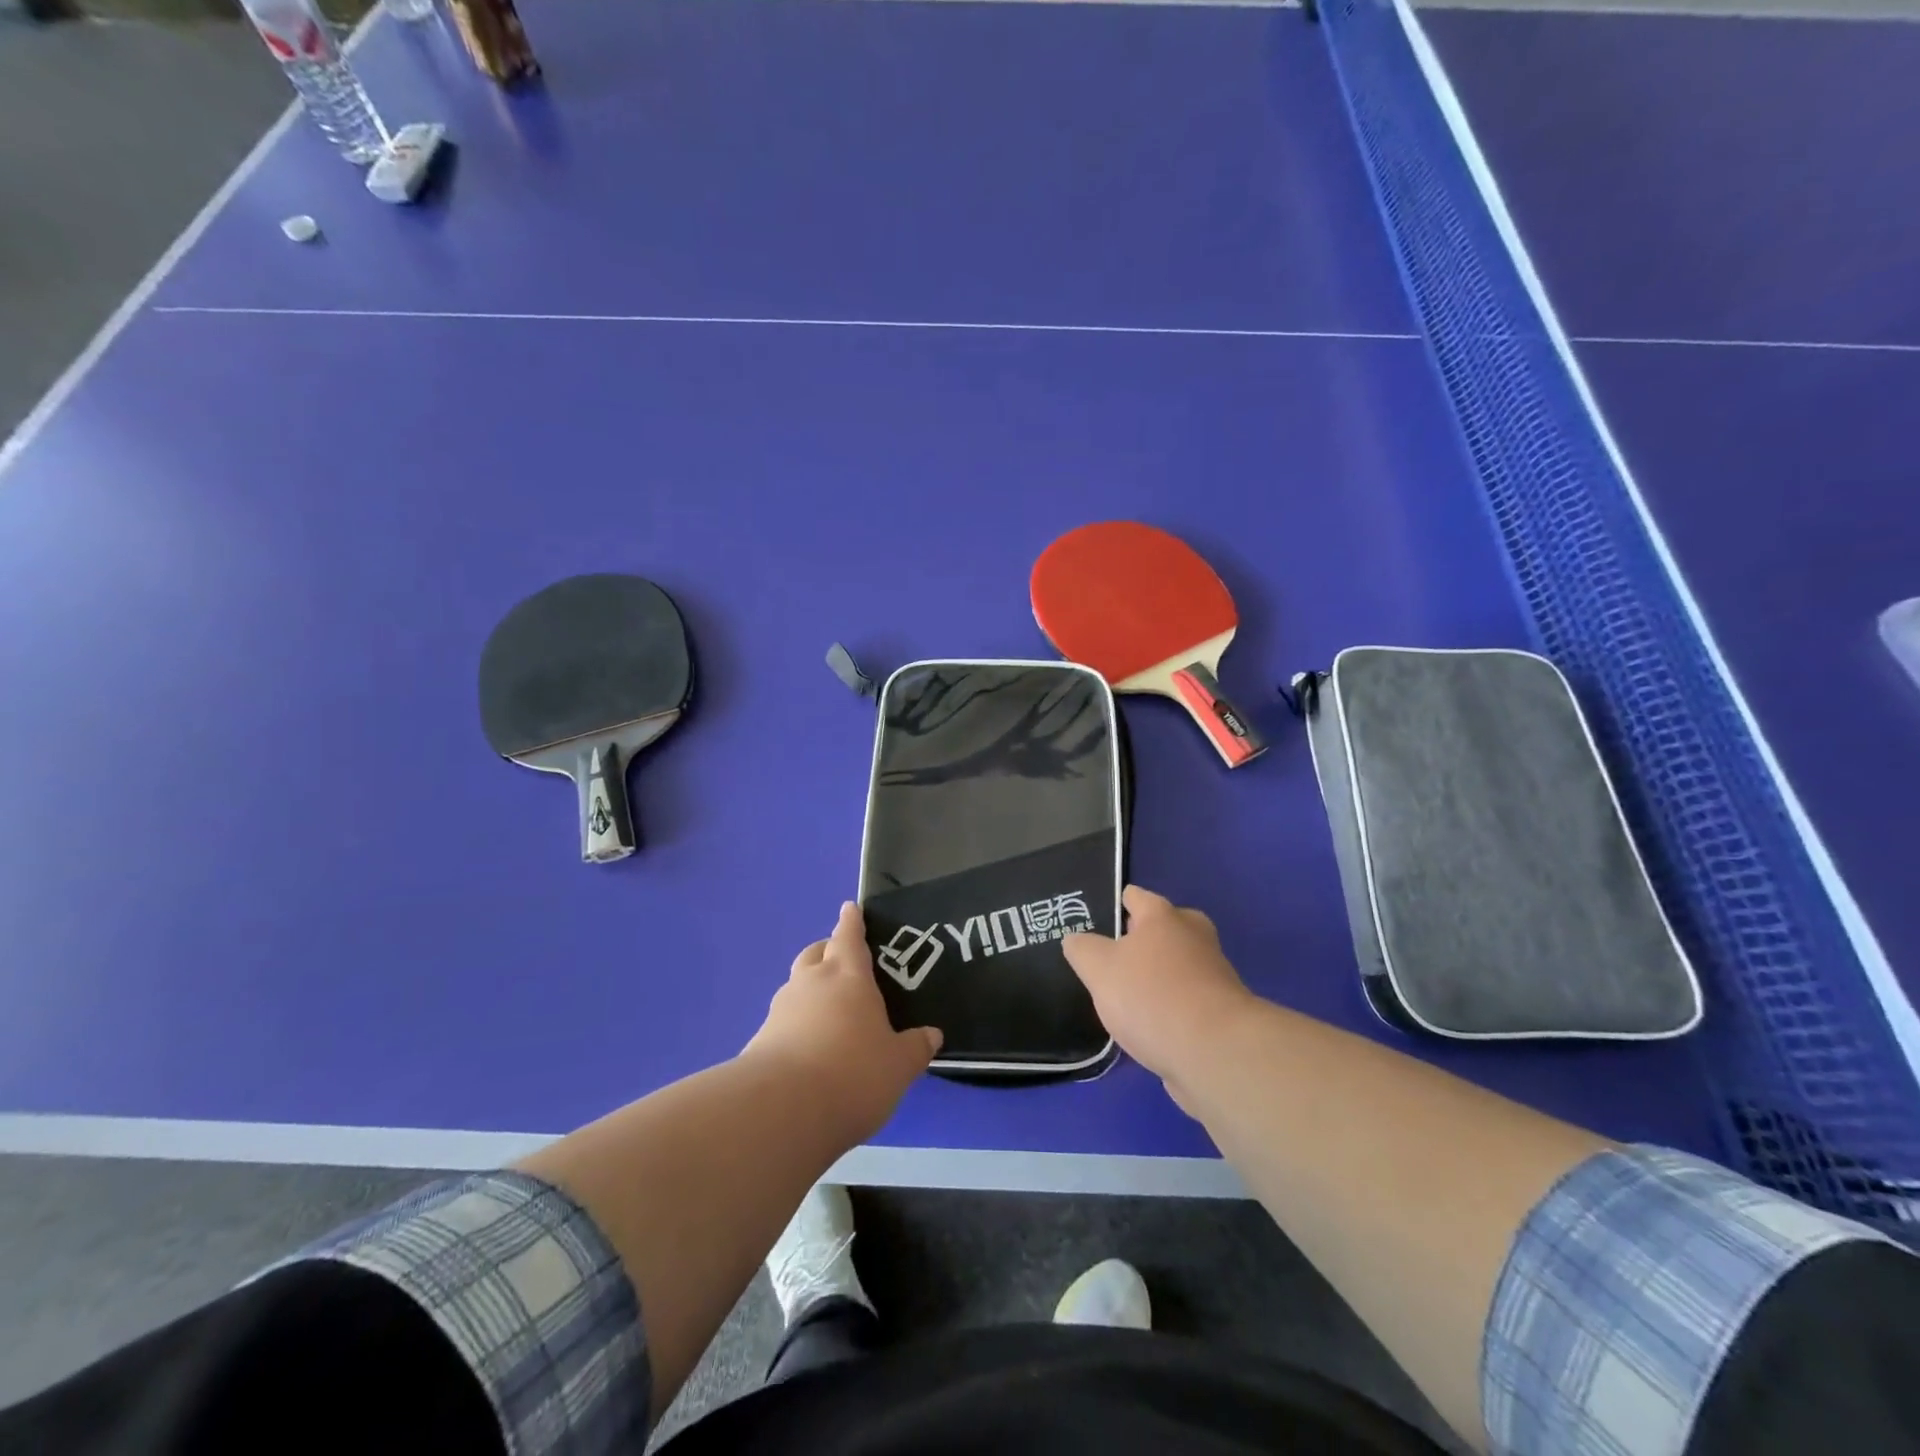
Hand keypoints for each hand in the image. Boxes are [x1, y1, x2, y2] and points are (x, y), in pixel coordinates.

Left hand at [743, 902, 942, 1143]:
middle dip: (828, 950)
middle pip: (816, 953)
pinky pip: (783, 1020)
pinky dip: (796, 1024)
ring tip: (827, 1010)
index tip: (849, 907)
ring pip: (796, 985)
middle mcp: (811, 983)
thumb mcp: (898, 1065)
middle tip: (842, 959)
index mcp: (848, 976)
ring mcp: (781, 1010)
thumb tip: (932, 1034)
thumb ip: (915, 1048)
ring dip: (810, 988)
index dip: (851, 921)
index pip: (849, 937)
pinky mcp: (760, 1041)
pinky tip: (807, 1049)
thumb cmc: (853, 1073)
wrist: (782, 1110)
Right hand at [1063, 885, 1257, 1108]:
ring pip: (1178, 963)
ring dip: (1159, 974)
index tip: (1101, 916)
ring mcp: (1214, 972)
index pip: (1136, 896)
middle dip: (1142, 939)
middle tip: (1114, 956)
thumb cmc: (1151, 996)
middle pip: (1164, 927)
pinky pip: (1189, 996)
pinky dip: (1173, 1003)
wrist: (1215, 1052)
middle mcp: (1193, 935)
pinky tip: (1153, 1023)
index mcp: (1163, 916)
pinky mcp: (1224, 1010)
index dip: (1117, 903)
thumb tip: (1076, 940)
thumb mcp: (1099, 969)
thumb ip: (1082, 949)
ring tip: (1130, 994)